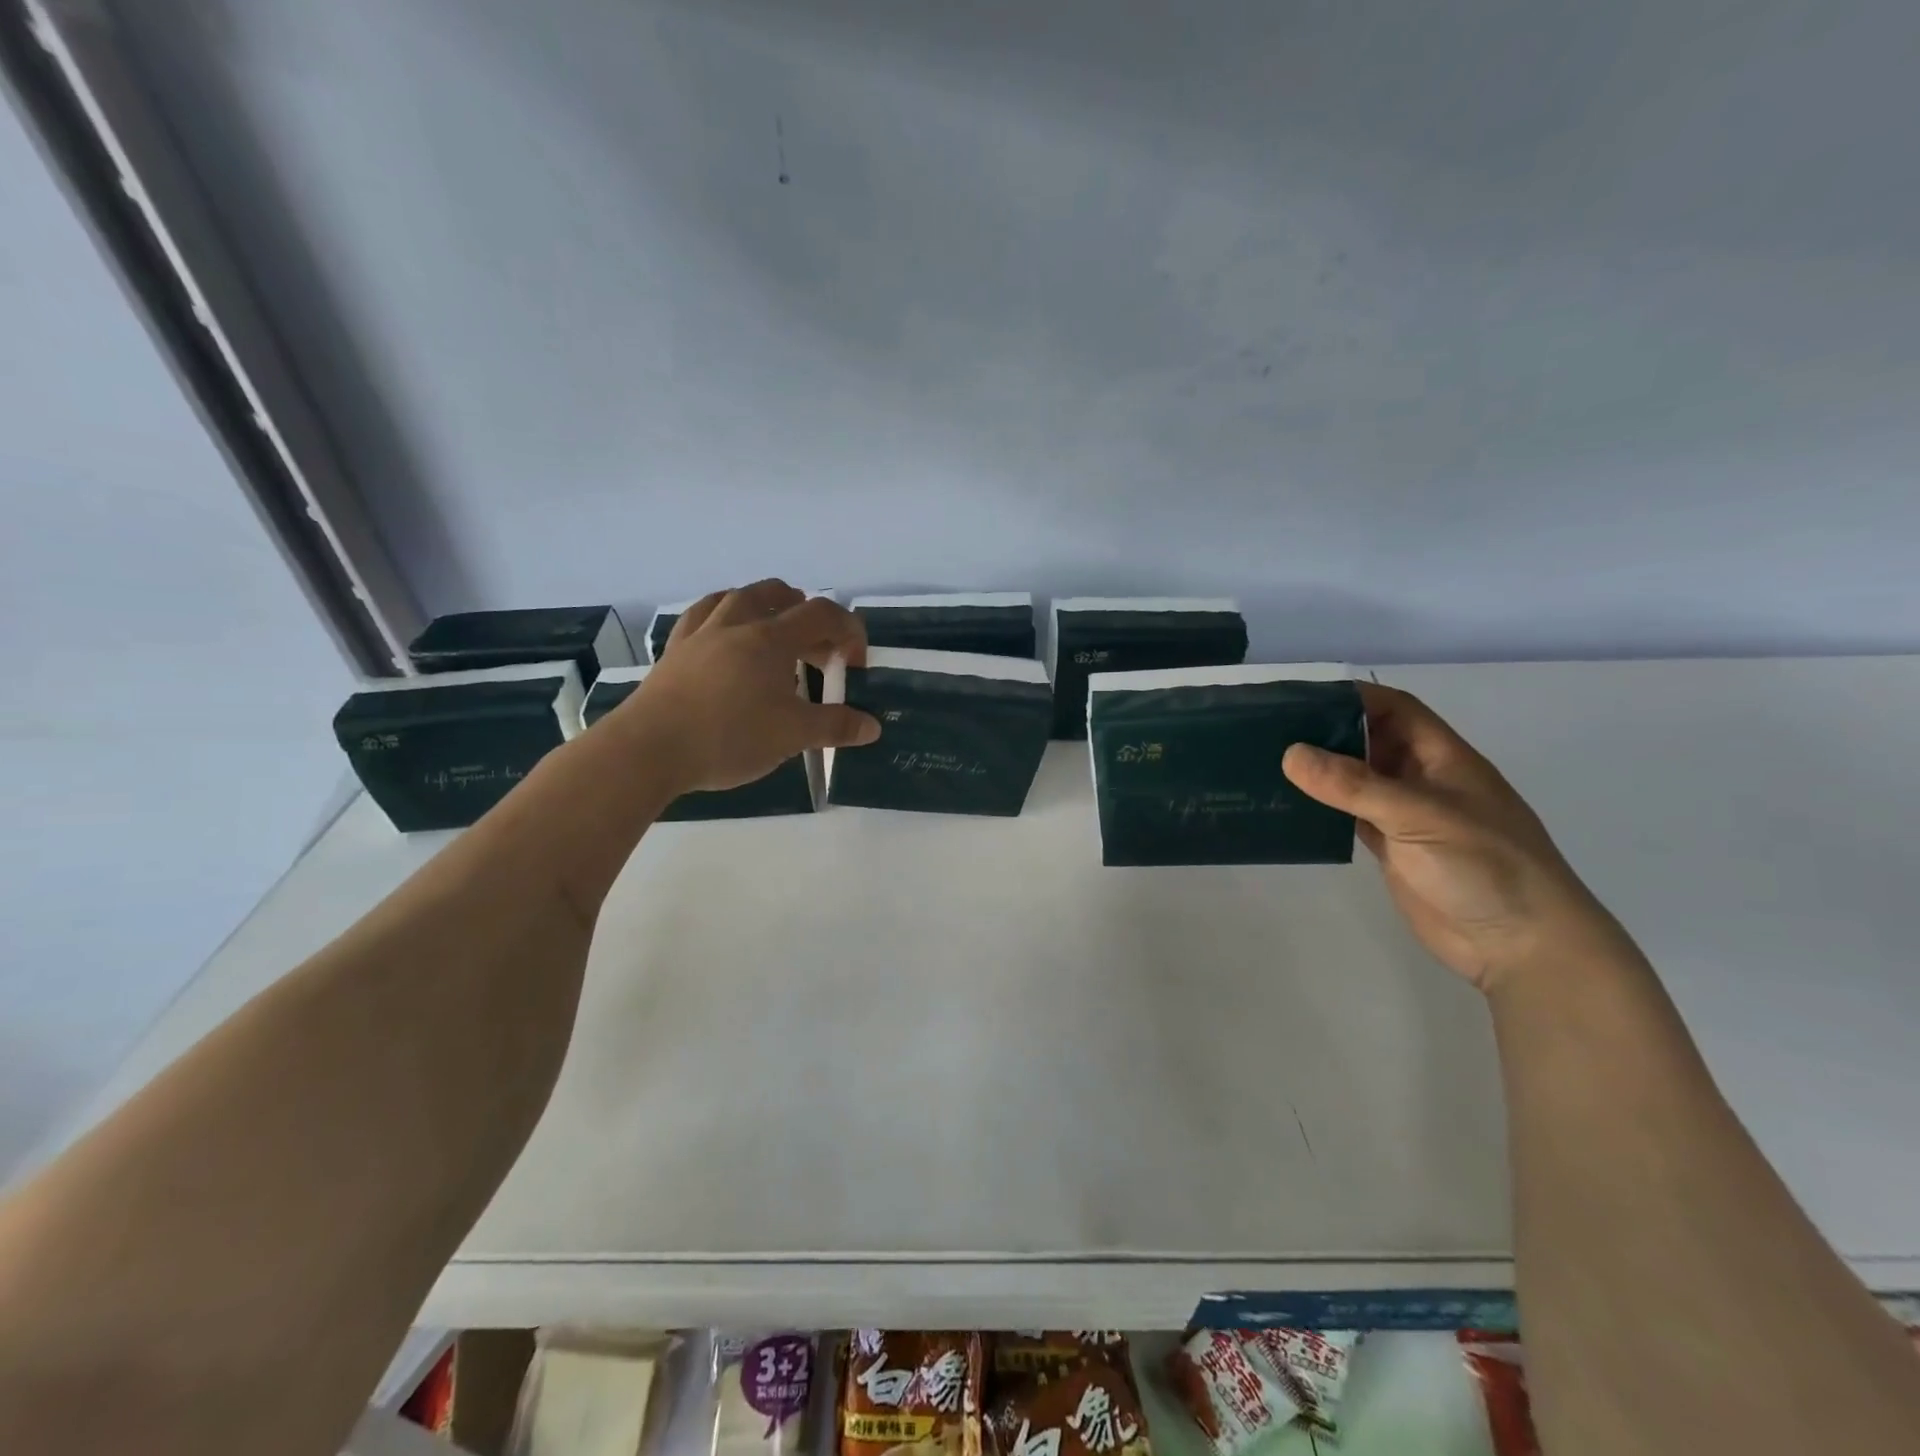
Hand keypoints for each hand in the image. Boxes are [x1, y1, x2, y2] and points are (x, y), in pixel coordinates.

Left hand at [612, 581, 879, 792]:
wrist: (650, 749)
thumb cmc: (729, 737)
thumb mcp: (792, 735)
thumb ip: (835, 727)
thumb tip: (872, 726)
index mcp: (771, 638)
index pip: (822, 614)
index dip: (848, 630)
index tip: (853, 664)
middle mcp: (737, 624)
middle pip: (779, 596)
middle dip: (808, 617)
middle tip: (818, 653)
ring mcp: (701, 633)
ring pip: (737, 597)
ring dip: (765, 605)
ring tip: (775, 629)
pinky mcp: (675, 650)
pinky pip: (702, 615)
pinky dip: (724, 615)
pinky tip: (724, 633)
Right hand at [1283, 683, 1623, 993]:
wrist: (1520, 945)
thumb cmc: (1486, 866)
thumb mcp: (1420, 816)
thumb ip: (1355, 786)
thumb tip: (1291, 754)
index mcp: (1441, 758)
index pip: (1394, 709)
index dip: (1352, 697)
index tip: (1299, 697)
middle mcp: (1421, 779)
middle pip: (1369, 740)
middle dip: (1325, 730)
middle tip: (1267, 729)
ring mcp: (1405, 815)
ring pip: (1354, 779)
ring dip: (1318, 770)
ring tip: (1266, 762)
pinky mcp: (1391, 848)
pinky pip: (1348, 815)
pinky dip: (1321, 807)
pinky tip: (1288, 804)